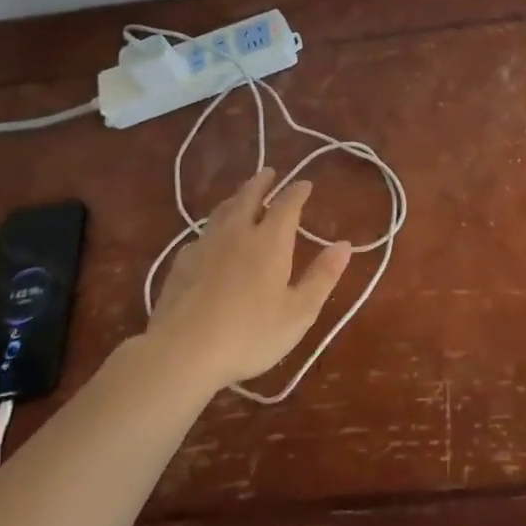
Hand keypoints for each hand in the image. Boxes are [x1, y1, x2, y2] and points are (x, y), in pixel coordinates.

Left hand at [144, 169, 350, 391]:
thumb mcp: (298, 312)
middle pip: (249, 196)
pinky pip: (202, 234)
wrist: (182, 353)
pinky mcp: (181, 263)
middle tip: (269, 172)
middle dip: (262, 182)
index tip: (305, 184)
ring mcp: (205, 245)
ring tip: (242, 195)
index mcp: (269, 241)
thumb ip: (323, 276)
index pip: (287, 204)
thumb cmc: (250, 334)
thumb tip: (345, 245)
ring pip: (222, 211)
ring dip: (236, 198)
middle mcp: (237, 233)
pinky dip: (214, 226)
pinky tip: (212, 238)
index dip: (297, 192)